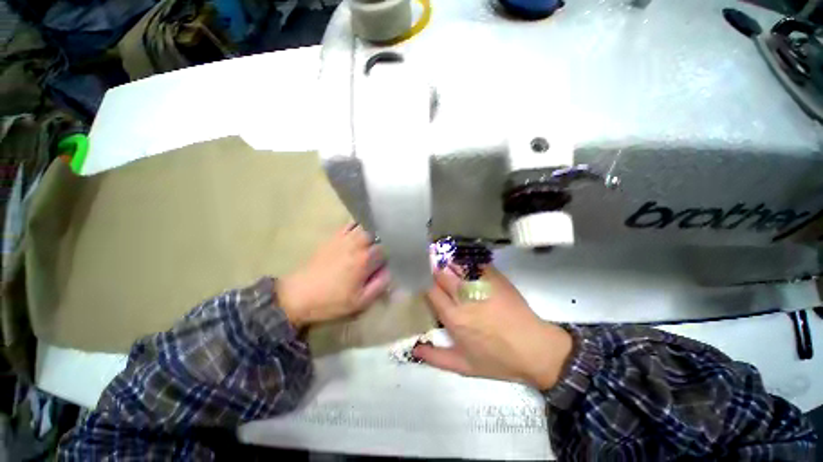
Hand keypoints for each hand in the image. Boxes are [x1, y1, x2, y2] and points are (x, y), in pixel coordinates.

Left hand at [277, 225, 389, 328]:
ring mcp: (344, 238)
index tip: (396, 256)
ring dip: (374, 229)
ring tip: (378, 236)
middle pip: (377, 233)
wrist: (299, 295)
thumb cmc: (331, 301)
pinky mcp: (333, 237)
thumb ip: (380, 285)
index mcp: (365, 259)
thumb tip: (391, 270)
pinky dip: (359, 225)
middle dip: (385, 238)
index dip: (393, 251)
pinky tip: (362, 230)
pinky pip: (350, 224)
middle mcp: (356, 244)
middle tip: (388, 246)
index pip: (386, 248)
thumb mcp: (360, 301)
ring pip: (365, 226)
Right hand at [414, 266, 572, 389]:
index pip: (430, 291)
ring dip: (448, 263)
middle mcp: (464, 297)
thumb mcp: (464, 366)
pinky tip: (464, 262)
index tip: (427, 285)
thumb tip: (414, 350)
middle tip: (435, 272)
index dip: (426, 286)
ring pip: (456, 265)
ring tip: (446, 262)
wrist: (535, 349)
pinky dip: (466, 261)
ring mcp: (481, 284)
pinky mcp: (495, 277)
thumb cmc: (498, 360)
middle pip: (441, 274)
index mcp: (453, 317)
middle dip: (435, 271)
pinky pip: (474, 263)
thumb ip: (436, 358)